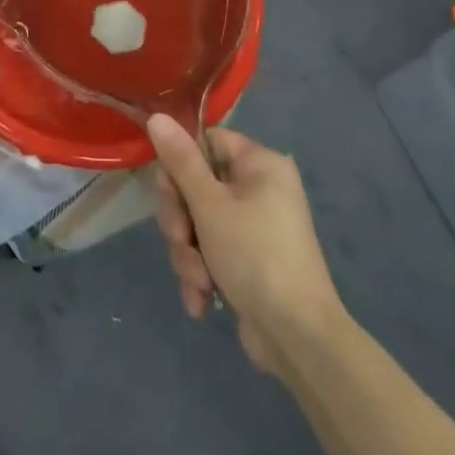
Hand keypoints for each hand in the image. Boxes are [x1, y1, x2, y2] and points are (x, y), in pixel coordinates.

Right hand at [148, 115, 345, 375]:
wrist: (297, 337)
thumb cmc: (254, 255)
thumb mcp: (209, 204)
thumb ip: (180, 160)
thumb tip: (157, 116)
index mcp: (260, 165)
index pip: (207, 141)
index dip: (181, 163)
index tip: (169, 189)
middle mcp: (260, 189)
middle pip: (197, 185)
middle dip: (181, 220)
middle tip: (180, 239)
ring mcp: (255, 227)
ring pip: (198, 223)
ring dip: (189, 253)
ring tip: (199, 280)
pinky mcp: (249, 260)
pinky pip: (211, 251)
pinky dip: (202, 273)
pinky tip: (202, 299)